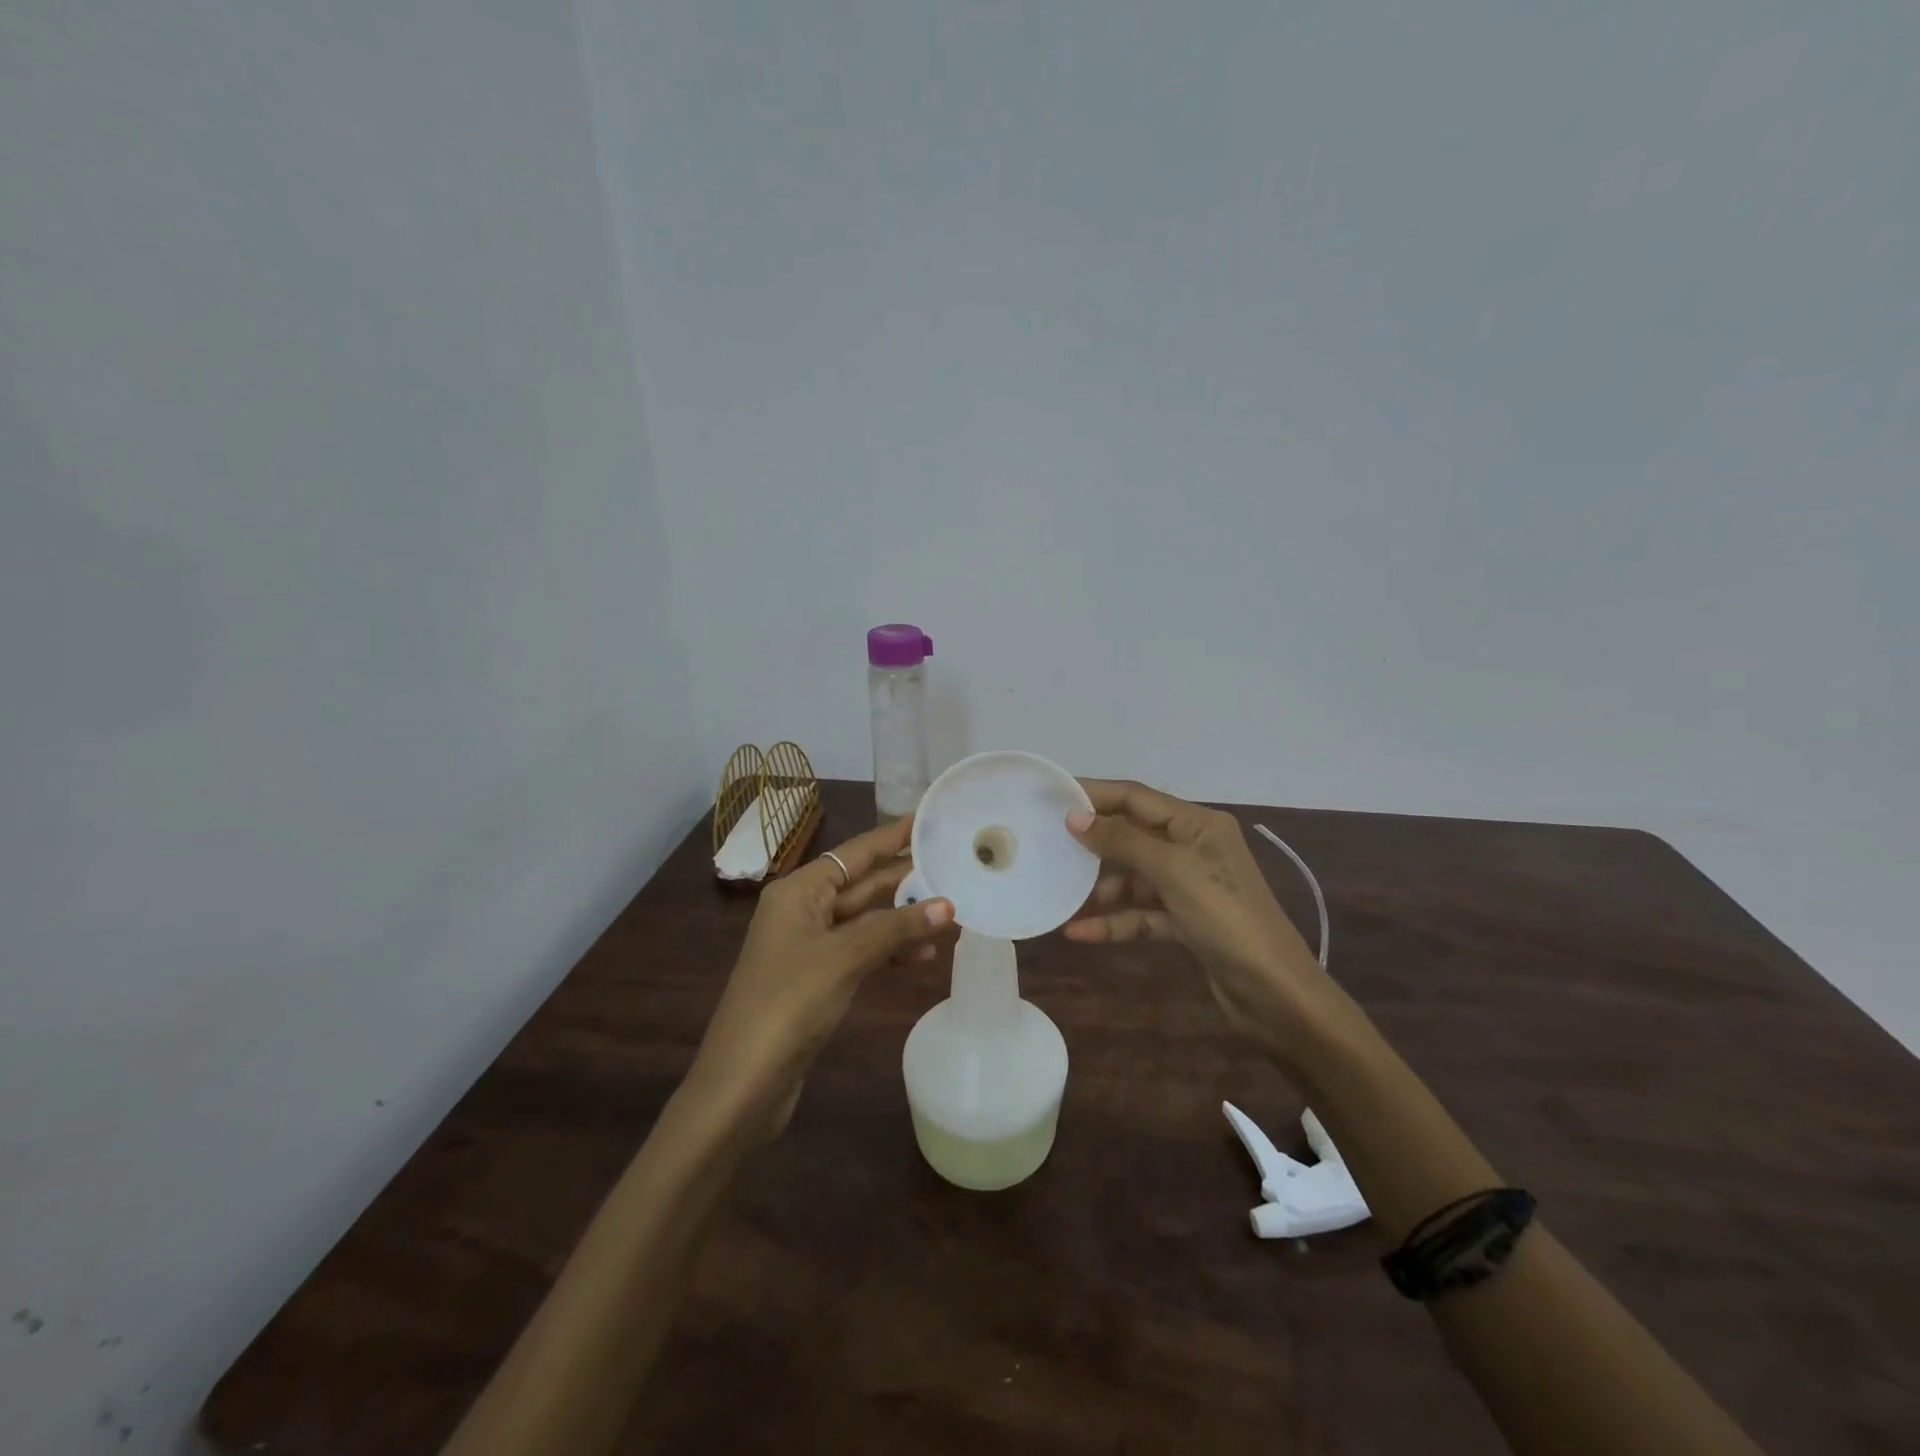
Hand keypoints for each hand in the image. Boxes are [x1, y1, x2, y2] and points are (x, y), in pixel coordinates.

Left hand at [689, 814, 954, 1138]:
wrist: (743, 1083)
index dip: (893, 836)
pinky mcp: (817, 979)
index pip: (855, 853)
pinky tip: (921, 957)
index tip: (930, 819)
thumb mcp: (845, 957)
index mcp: (799, 891)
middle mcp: (802, 910)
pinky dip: (889, 951)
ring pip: (865, 921)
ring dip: (903, 920)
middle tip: (955, 867)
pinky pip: (861, 951)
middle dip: (906, 880)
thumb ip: (897, 928)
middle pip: (862, 885)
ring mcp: (809, 947)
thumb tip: (948, 904)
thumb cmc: (788, 1003)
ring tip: (950, 916)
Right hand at [1063, 780, 1335, 1062]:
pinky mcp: (1185, 923)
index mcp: (1198, 825)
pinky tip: (1079, 933)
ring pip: (1132, 878)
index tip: (1053, 797)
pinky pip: (1140, 913)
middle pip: (1132, 836)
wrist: (1275, 995)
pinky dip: (1114, 921)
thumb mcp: (1174, 871)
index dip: (1096, 794)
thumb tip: (1074, 817)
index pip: (1137, 798)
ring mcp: (1189, 887)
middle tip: (1046, 846)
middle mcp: (1193, 849)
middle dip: (1092, 844)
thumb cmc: (1227, 918)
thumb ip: (1123, 841)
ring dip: (1099, 889)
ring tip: (1059, 897)